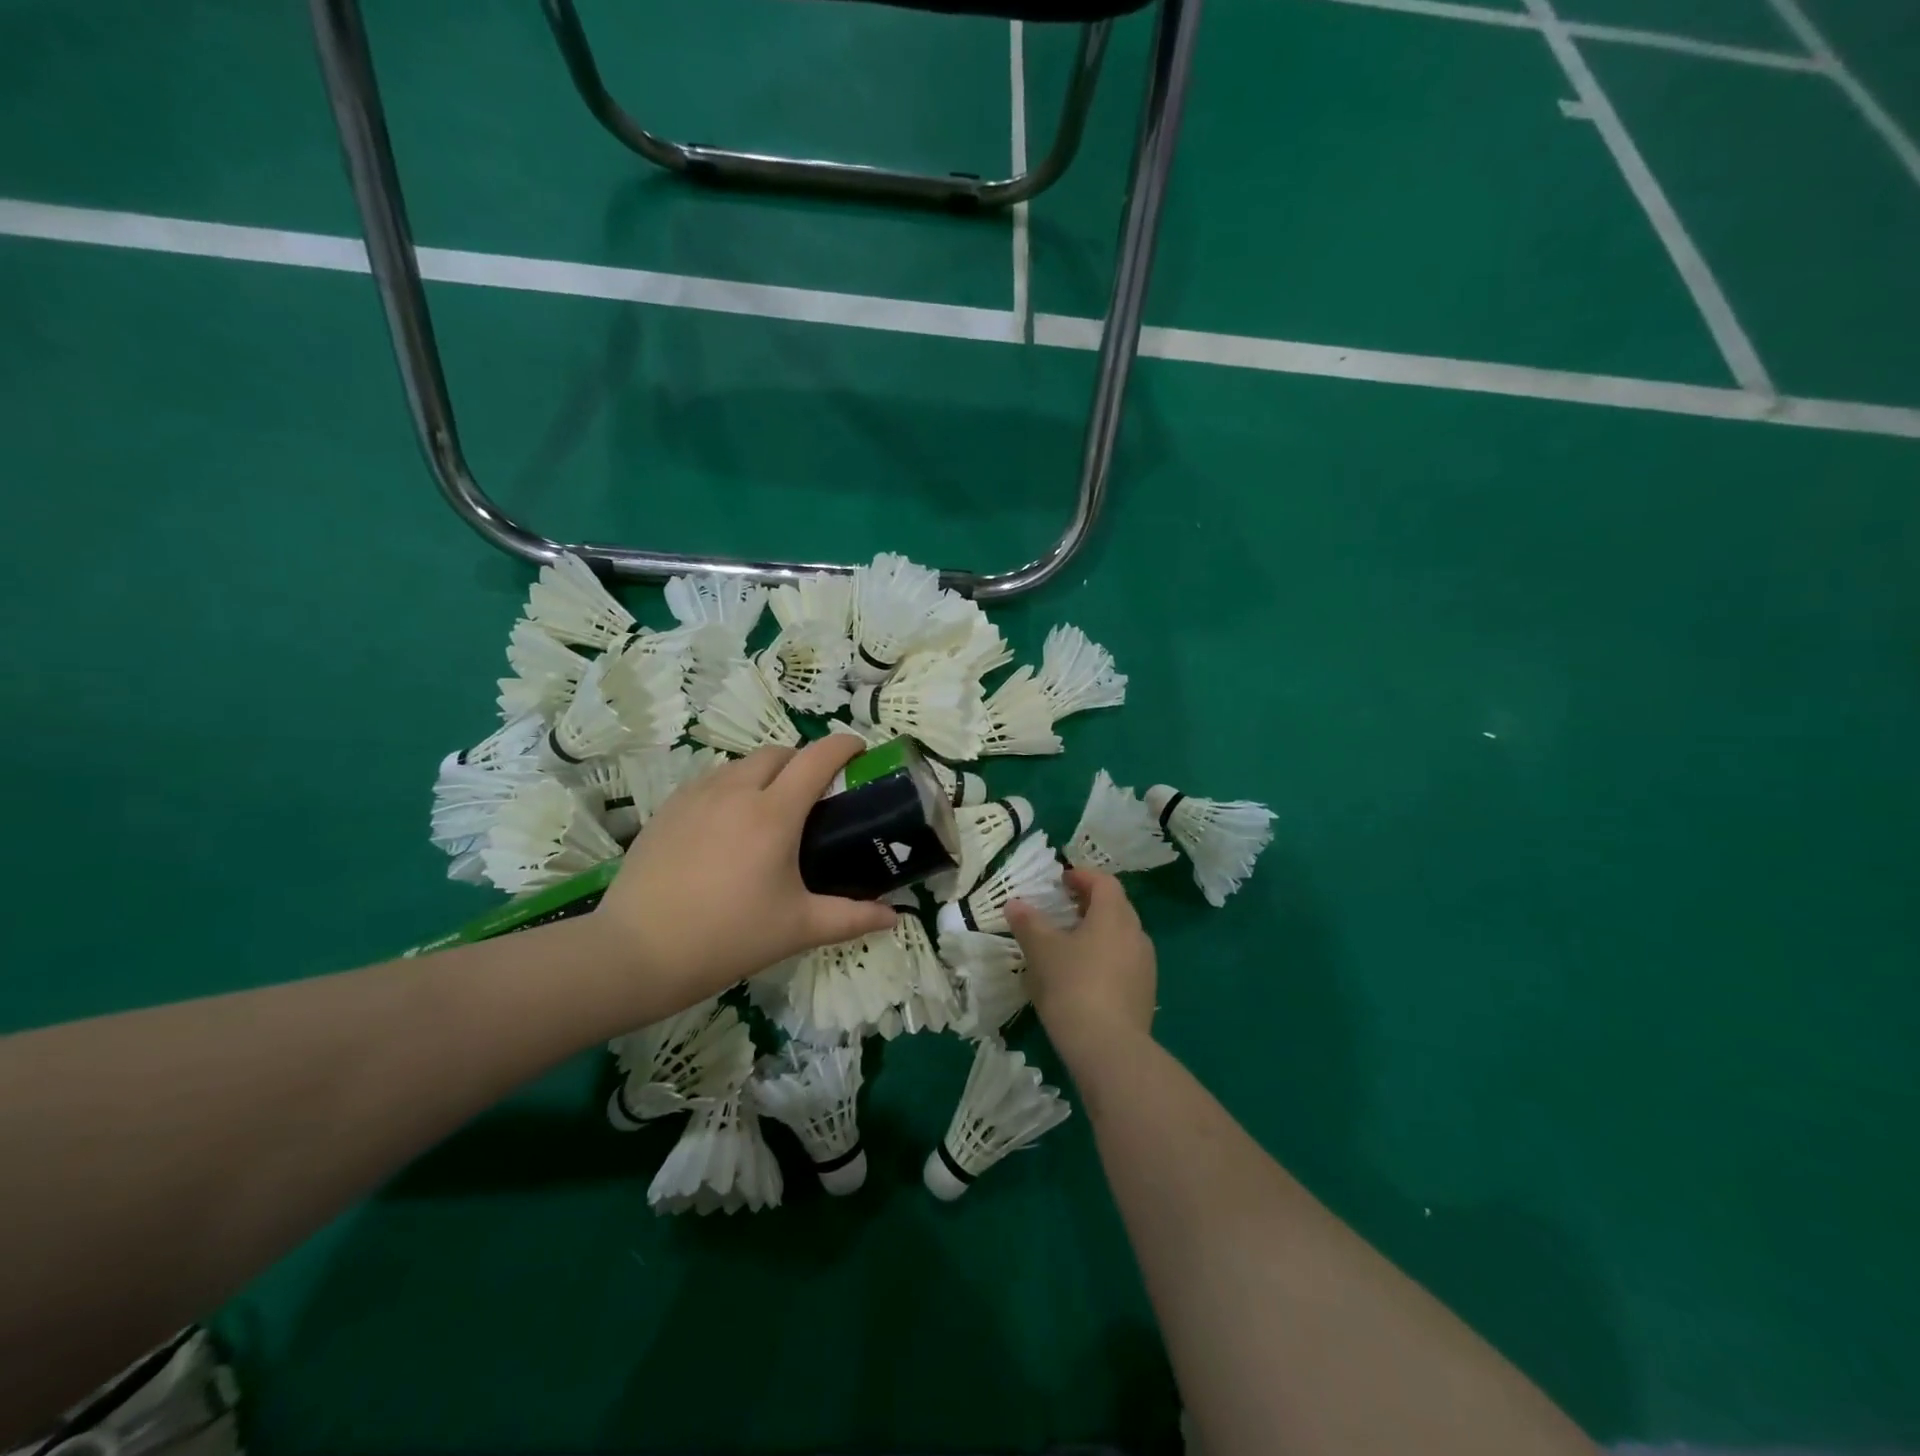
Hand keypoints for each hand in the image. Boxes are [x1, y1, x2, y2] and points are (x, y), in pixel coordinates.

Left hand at [596, 735, 897, 1015]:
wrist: (638, 952)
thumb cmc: (728, 937)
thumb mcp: (798, 928)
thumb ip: (853, 918)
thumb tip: (896, 918)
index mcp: (774, 813)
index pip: (818, 758)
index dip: (844, 746)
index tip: (860, 752)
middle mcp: (735, 791)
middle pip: (778, 753)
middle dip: (803, 761)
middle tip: (815, 795)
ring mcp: (696, 796)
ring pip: (741, 764)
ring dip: (765, 773)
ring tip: (770, 811)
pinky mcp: (668, 809)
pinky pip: (710, 782)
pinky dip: (731, 788)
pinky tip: (728, 826)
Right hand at [1004, 869, 1156, 1067]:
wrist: (1109, 1048)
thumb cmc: (1073, 986)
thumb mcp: (1042, 951)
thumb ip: (1028, 923)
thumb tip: (1015, 904)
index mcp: (1114, 916)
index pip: (1104, 882)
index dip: (1082, 876)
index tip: (1061, 880)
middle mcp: (1136, 934)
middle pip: (1116, 907)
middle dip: (1090, 904)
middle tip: (1063, 909)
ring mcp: (1145, 966)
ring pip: (1121, 937)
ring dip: (1098, 933)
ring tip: (1070, 944)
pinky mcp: (1145, 994)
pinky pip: (1124, 963)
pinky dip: (1105, 958)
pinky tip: (1083, 977)